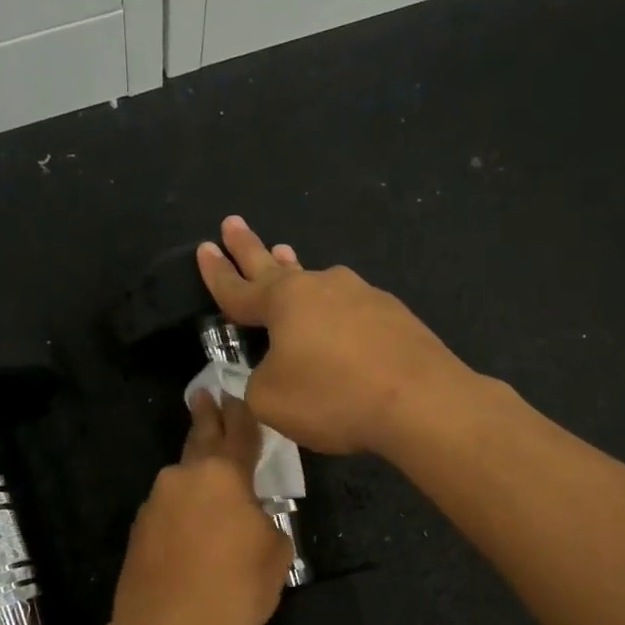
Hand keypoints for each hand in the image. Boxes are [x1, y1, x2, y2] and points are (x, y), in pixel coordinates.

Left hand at [108, 390, 291, 624]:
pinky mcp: (137, 533)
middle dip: (206, 417)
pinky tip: (192, 538)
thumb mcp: (275, 555)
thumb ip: (267, 522)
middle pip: (200, 440)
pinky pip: (168, 512)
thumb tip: (250, 520)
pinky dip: (182, 515)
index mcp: (223, 475)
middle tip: (205, 395)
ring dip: (197, 480)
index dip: (241, 414)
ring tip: (212, 494)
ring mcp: (154, 504)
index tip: (234, 393)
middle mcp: (183, 478)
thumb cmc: (234, 591)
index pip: (238, 433)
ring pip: (182, 482)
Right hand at [196, 215, 474, 455]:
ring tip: (284, 257)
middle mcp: (322, 287)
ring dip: (296, 272)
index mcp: (284, 302)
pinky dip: (336, 313)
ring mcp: (363, 296)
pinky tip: (340, 323)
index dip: (216, 273)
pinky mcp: (394, 316)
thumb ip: (258, 382)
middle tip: (234, 223)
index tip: (204, 248)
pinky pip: (351, 310)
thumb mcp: (271, 400)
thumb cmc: (333, 396)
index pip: (238, 288)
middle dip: (250, 248)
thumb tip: (272, 370)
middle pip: (275, 266)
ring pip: (318, 283)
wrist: (420, 401)